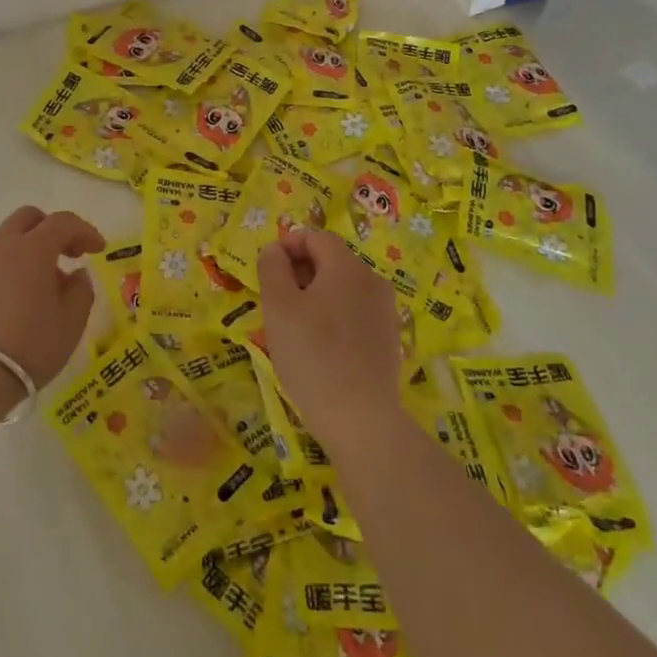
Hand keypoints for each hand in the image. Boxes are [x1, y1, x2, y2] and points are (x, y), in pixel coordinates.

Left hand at [0, 207, 102, 387]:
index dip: (84, 231)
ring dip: (18, 256)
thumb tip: (76, 275)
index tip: (97, 249)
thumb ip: (81, 291)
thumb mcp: (70, 324)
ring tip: (27, 291)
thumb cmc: (27, 348)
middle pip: (26, 219)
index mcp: (32, 249)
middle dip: (48, 230)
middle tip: (62, 256)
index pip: (63, 222)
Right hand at [257, 227, 403, 453]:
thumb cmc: (313, 355)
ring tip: (294, 326)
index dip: (288, 245)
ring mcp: (386, 311)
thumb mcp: (278, 307)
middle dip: (301, 271)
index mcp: (347, 266)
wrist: (361, 420)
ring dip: (316, 296)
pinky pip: (356, 313)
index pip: (316, 237)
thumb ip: (272, 268)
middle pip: (332, 260)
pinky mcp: (389, 339)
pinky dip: (334, 317)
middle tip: (276, 300)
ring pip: (343, 288)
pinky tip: (320, 348)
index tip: (267, 269)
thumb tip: (275, 250)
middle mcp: (373, 280)